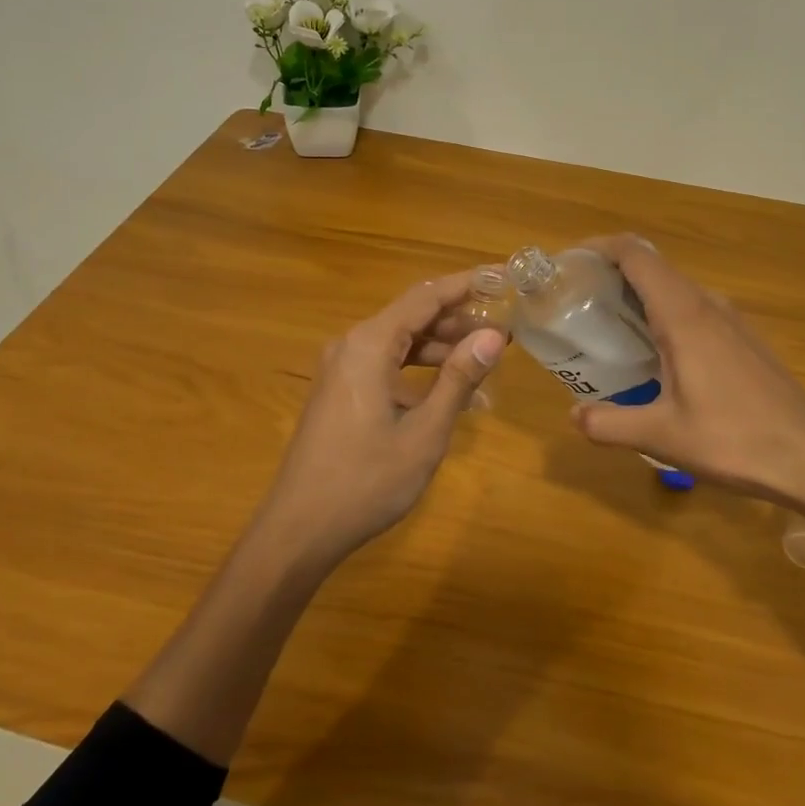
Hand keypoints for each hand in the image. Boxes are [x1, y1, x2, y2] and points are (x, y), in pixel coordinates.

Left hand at [257, 270, 506, 570]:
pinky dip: (418, 372)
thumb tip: (495, 336)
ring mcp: (341, 369)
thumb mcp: (424, 433)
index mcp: (369, 344)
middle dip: (458, 320)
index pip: (426, 296)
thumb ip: (459, 379)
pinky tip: (450, 393)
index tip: (504, 276)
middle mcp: (351, 345)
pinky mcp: (340, 391)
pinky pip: (385, 366)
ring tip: (486, 359)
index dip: (467, 284)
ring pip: (399, 342)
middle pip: (412, 316)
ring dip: (440, 348)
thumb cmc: (366, 481)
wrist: (299, 529)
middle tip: (505, 328)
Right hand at [570, 235, 804, 512]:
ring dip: (639, 293)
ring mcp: (731, 320)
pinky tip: (654, 352)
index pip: (636, 255)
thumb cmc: (734, 440)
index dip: (600, 247)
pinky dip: (664, 312)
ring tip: (608, 323)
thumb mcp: (661, 436)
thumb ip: (608, 423)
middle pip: (654, 267)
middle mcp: (708, 305)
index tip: (570, 262)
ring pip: (676, 288)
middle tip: (578, 298)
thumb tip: (573, 416)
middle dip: (612, 272)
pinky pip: (694, 308)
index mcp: (683, 315)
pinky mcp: (744, 340)